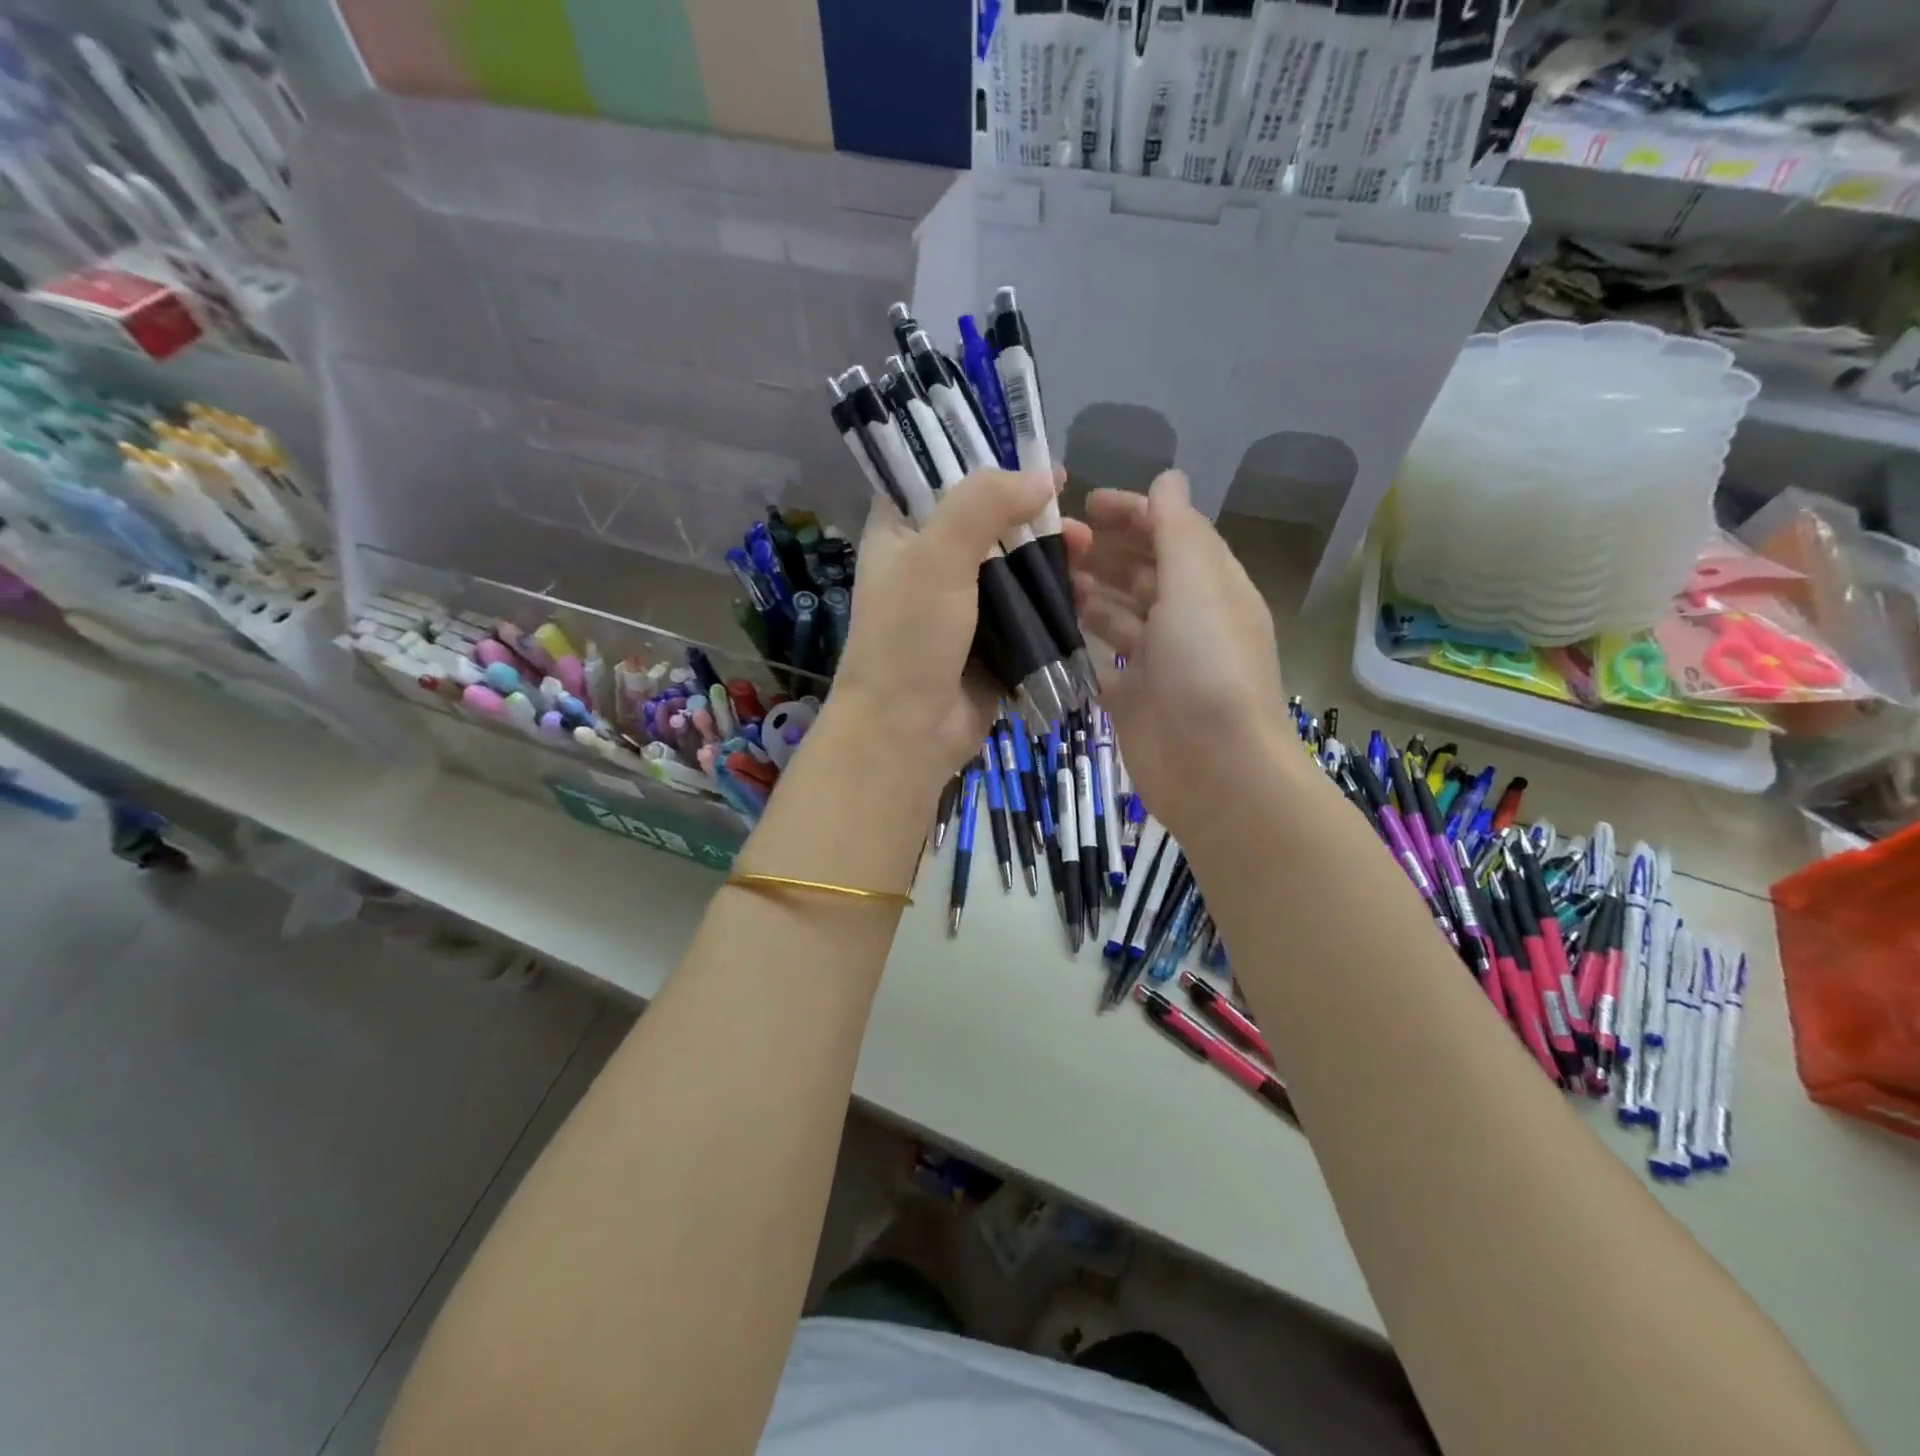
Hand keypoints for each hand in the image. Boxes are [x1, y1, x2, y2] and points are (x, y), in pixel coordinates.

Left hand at [824, 468, 1060, 786]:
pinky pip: (1027, 609)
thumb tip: (1043, 476)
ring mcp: (962, 604)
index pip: (940, 478)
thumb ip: (983, 504)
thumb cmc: (910, 638)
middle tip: (1076, 523)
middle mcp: (930, 562)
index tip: (1037, 461)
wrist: (907, 733)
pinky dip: (1054, 599)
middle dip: (1035, 517)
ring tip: (1088, 557)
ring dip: (1052, 558)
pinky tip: (1084, 594)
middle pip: (990, 522)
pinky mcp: (991, 640)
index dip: (986, 464)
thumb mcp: (937, 557)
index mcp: (901, 532)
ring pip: (1014, 565)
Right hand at [1062, 471, 1292, 833]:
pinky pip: (1101, 660)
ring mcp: (1158, 661)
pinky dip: (1078, 643)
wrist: (1215, 769)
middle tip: (1053, 542)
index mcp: (1212, 587)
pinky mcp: (1132, 698)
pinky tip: (1045, 628)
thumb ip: (1178, 531)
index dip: (1134, 512)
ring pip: (1118, 615)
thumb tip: (1168, 478)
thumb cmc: (1209, 667)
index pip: (1173, 534)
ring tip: (1042, 578)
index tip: (1086, 502)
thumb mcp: (1197, 586)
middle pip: (1142, 573)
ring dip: (1086, 593)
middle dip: (1103, 552)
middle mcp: (1187, 619)